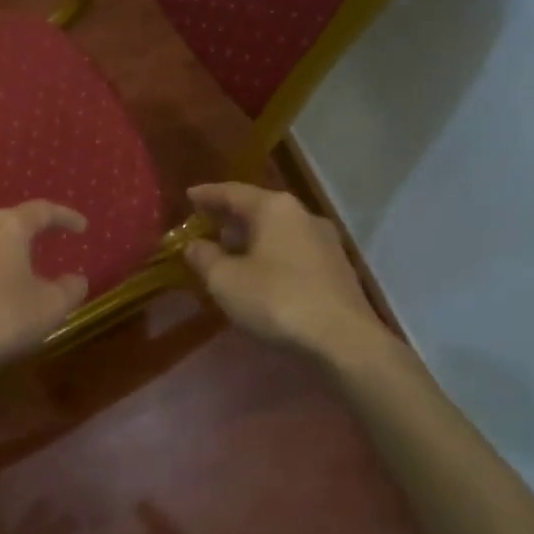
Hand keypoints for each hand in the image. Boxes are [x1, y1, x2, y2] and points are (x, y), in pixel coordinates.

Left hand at [0, 200, 88, 380]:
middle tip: (53, 240)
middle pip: (12, 222)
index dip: (65, 217)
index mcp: (8, 227)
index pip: (42, 210)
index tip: (82, 227)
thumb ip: (70, 289)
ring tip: (26, 265)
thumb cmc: (3, 317)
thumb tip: (77, 279)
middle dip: (35, 231)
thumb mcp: (51, 306)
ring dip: (10, 251)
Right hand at [183, 183, 384, 358]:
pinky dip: (272, 255)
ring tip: (230, 252)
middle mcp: (303, 215)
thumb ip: (204, 258)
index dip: (207, 195)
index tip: (188, 195)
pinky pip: (294, 251)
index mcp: (274, 208)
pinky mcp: (337, 268)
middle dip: (230, 217)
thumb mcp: (226, 281)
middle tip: (206, 225)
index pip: (233, 192)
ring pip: (279, 231)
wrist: (344, 340)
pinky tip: (261, 274)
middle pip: (259, 209)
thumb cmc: (277, 300)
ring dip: (252, 238)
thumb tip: (193, 245)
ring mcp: (325, 241)